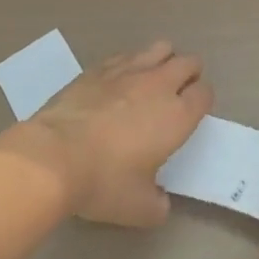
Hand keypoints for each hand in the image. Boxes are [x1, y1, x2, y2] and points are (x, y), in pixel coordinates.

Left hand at [8, 40, 212, 227]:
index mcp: (178, 115)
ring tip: (152, 79)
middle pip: (188, 62)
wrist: (53, 157)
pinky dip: (130, 64)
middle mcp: (159, 85)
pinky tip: (119, 80)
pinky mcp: (98, 69)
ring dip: (163, 60)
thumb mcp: (139, 208)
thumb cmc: (104, 182)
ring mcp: (127, 72)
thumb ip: (158, 204)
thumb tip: (160, 202)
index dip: (203, 100)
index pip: (205, 93)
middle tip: (178, 93)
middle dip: (189, 74)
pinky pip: (125, 56)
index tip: (193, 113)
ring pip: (159, 49)